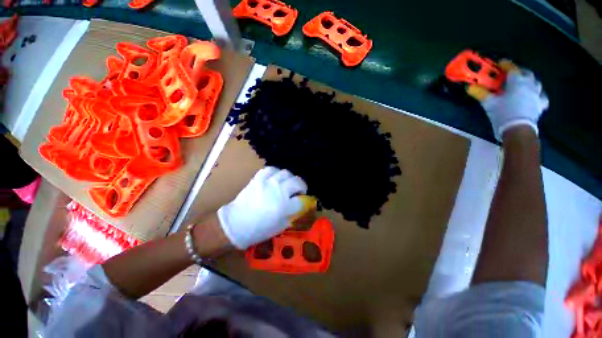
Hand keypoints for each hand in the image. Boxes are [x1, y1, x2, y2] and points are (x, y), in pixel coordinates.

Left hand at [217, 166, 307, 248]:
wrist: (236, 223)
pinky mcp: (258, 178)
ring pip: (285, 173)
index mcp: (285, 206)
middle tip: (298, 191)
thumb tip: (299, 206)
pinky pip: (270, 169)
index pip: (302, 200)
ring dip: (289, 178)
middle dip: (301, 186)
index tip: (302, 202)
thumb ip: (292, 215)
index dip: (304, 200)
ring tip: (286, 183)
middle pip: (297, 181)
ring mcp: (268, 182)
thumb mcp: (280, 226)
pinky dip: (275, 172)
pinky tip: (275, 178)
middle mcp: (279, 191)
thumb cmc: (259, 229)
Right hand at [481, 67, 548, 140]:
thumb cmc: (503, 112)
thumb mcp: (488, 103)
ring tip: (524, 83)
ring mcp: (537, 94)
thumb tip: (470, 87)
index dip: (505, 65)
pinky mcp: (540, 105)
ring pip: (535, 83)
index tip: (501, 63)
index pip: (511, 68)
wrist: (518, 128)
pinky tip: (535, 96)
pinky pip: (541, 96)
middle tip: (512, 73)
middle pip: (526, 73)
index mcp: (517, 81)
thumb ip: (480, 93)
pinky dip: (538, 94)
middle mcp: (529, 84)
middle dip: (519, 71)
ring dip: (529, 81)